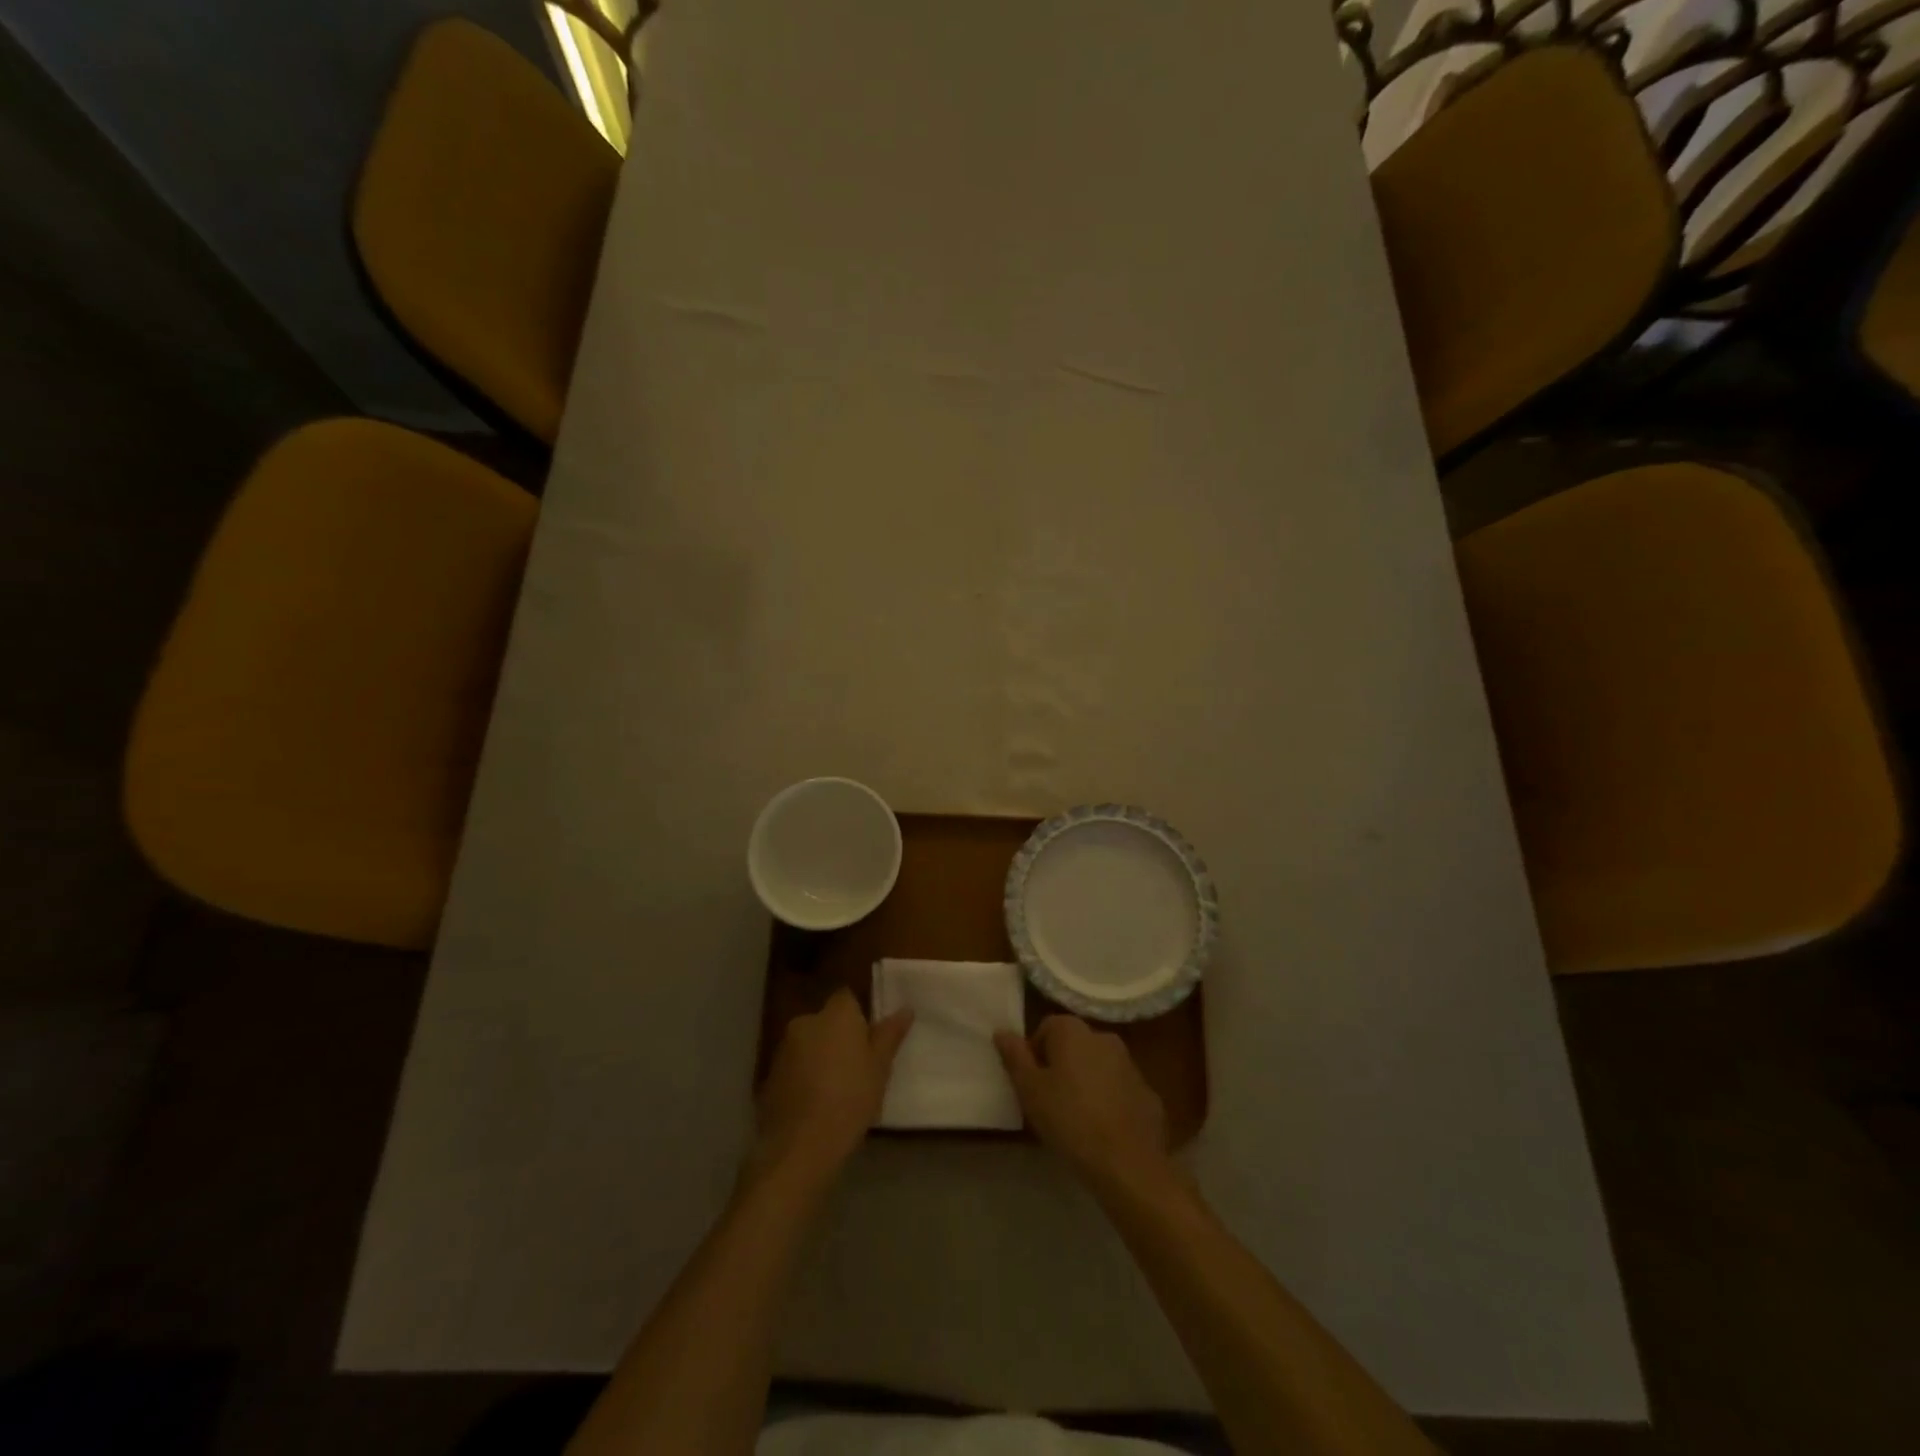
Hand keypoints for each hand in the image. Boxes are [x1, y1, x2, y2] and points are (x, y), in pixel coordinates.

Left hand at [753, 988, 911, 1187]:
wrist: (801, 1145)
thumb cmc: (850, 1098)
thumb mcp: (880, 1067)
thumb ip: (890, 1034)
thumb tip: (905, 1009)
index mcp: (835, 1014)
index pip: (847, 998)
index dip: (859, 1016)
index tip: (869, 1040)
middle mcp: (806, 1021)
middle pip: (826, 1021)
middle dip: (838, 1037)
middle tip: (856, 1067)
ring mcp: (783, 1048)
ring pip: (808, 1043)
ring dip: (819, 1057)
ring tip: (835, 1090)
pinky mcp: (769, 1075)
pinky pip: (793, 1067)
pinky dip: (803, 1077)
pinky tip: (814, 1103)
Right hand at [996, 1016, 1174, 1195]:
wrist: (1127, 1162)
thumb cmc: (1069, 1119)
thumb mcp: (1030, 1090)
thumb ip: (1015, 1057)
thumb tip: (1002, 1031)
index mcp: (1074, 1031)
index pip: (1047, 1027)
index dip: (1034, 1052)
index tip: (1031, 1083)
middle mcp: (1104, 1037)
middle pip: (1074, 1044)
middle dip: (1060, 1065)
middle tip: (1049, 1100)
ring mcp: (1130, 1064)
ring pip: (1098, 1065)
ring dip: (1085, 1081)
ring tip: (1075, 1117)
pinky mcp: (1147, 1091)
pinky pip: (1119, 1088)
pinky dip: (1109, 1099)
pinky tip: (1102, 1128)